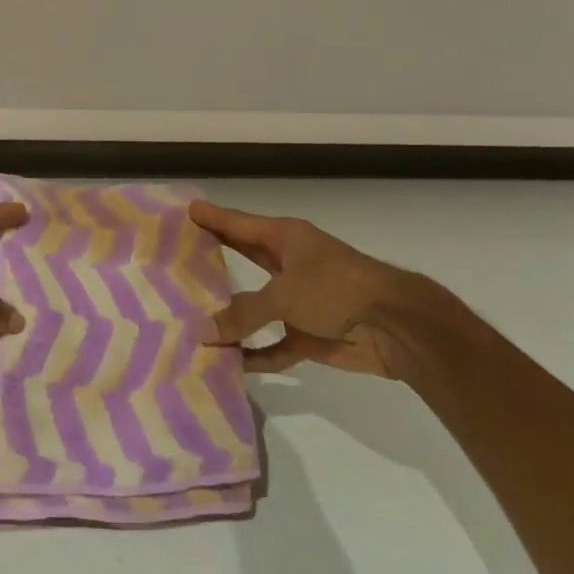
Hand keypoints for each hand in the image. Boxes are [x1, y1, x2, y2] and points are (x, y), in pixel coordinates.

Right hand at [189, 200, 433, 375]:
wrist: (396, 326)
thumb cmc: (336, 289)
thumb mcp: (284, 294)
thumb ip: (243, 313)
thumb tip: (203, 331)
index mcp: (285, 238)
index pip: (238, 224)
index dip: (212, 217)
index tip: (185, 210)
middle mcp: (289, 264)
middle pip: (244, 258)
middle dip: (214, 258)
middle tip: (177, 256)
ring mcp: (299, 301)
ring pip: (255, 307)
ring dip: (230, 316)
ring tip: (190, 316)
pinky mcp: (309, 335)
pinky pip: (273, 346)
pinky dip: (255, 355)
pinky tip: (229, 363)